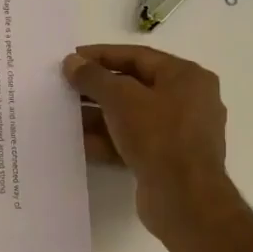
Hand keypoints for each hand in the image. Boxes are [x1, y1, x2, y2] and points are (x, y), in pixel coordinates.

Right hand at [64, 43, 241, 242]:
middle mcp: (188, 100)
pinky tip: (79, 143)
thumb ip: (94, 78)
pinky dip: (107, 140)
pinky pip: (132, 141)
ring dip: (98, 116)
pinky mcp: (167, 159)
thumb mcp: (121, 99)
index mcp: (186, 77)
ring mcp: (179, 132)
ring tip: (64, 115)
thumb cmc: (158, 136)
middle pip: (134, 86)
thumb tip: (72, 62)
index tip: (71, 58)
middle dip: (97, 88)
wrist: (184, 196)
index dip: (101, 55)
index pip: (138, 56)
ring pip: (130, 116)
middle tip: (64, 87)